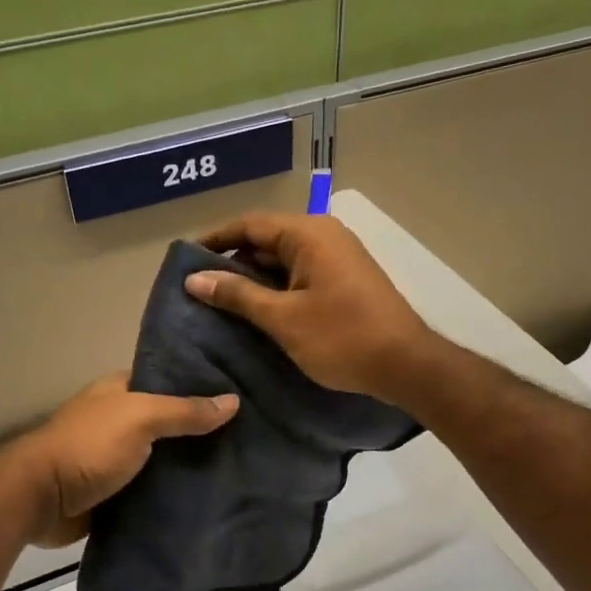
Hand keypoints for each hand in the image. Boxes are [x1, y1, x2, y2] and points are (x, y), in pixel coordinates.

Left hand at [10, 374, 238, 545]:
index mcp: (119, 392)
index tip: (240, 393)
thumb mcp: (140, 418)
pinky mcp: (115, 493)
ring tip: (239, 468)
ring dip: (190, 466)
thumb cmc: (89, 446)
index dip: (200, 385)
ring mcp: (116, 458)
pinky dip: (174, 494)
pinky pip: (153, 490)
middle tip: (249, 437)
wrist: (40, 500)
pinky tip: (209, 498)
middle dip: (201, 430)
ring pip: (163, 458)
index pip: (168, 381)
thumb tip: (233, 401)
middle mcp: (119, 421)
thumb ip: (185, 410)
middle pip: (169, 422)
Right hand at [184, 212, 437, 403]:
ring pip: (284, 260)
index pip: (250, 225)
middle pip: (266, 240)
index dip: (215, 240)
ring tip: (221, 303)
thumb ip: (237, 295)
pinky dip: (277, 289)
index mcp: (308, 234)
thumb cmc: (341, 338)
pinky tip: (258, 312)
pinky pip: (301, 275)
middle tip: (199, 288)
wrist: (405, 365)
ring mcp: (338, 258)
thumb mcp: (282, 318)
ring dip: (254, 279)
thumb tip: (194, 278)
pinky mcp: (345, 280)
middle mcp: (324, 236)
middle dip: (233, 262)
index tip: (185, 260)